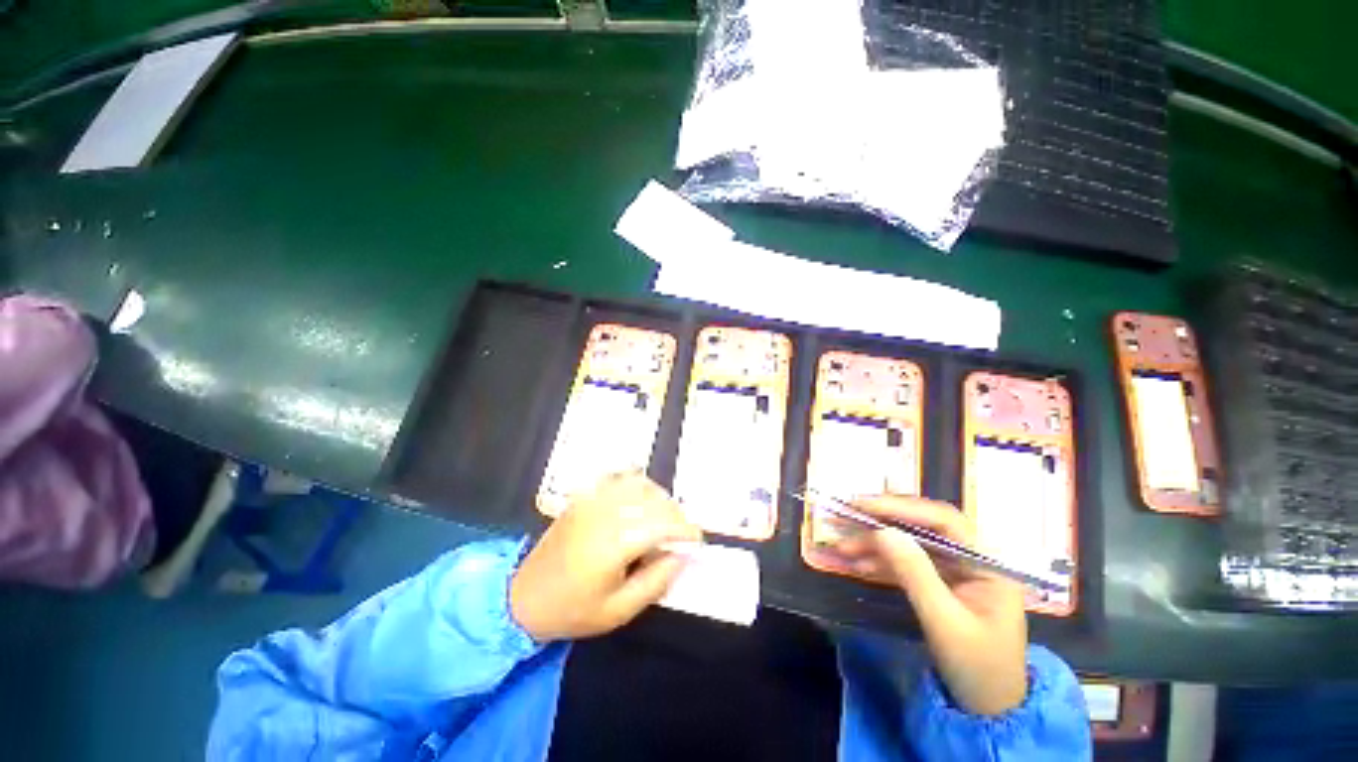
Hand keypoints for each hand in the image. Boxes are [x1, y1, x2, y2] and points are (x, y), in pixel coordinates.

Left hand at [510, 472, 702, 642]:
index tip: (697, 542)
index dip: (685, 530)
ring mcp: (592, 499)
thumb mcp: (619, 611)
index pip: (662, 523)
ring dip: (659, 498)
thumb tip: (681, 555)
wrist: (523, 597)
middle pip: (655, 500)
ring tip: (663, 520)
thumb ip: (656, 581)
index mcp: (613, 543)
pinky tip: (640, 501)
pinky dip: (638, 484)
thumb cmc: (572, 610)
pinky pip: (619, 477)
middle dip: (676, 515)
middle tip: (680, 537)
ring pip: (640, 484)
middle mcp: (605, 512)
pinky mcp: (584, 496)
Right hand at [835, 496, 1026, 715]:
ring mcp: (955, 569)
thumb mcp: (945, 623)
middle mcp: (972, 557)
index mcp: (987, 563)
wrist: (989, 709)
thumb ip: (915, 574)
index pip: (943, 520)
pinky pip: (907, 561)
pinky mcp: (939, 581)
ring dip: (876, 542)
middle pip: (924, 525)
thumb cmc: (977, 668)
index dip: (902, 507)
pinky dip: (881, 560)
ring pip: (911, 542)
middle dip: (884, 520)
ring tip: (843, 547)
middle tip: (848, 515)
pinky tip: (857, 564)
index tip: (863, 505)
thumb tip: (883, 531)